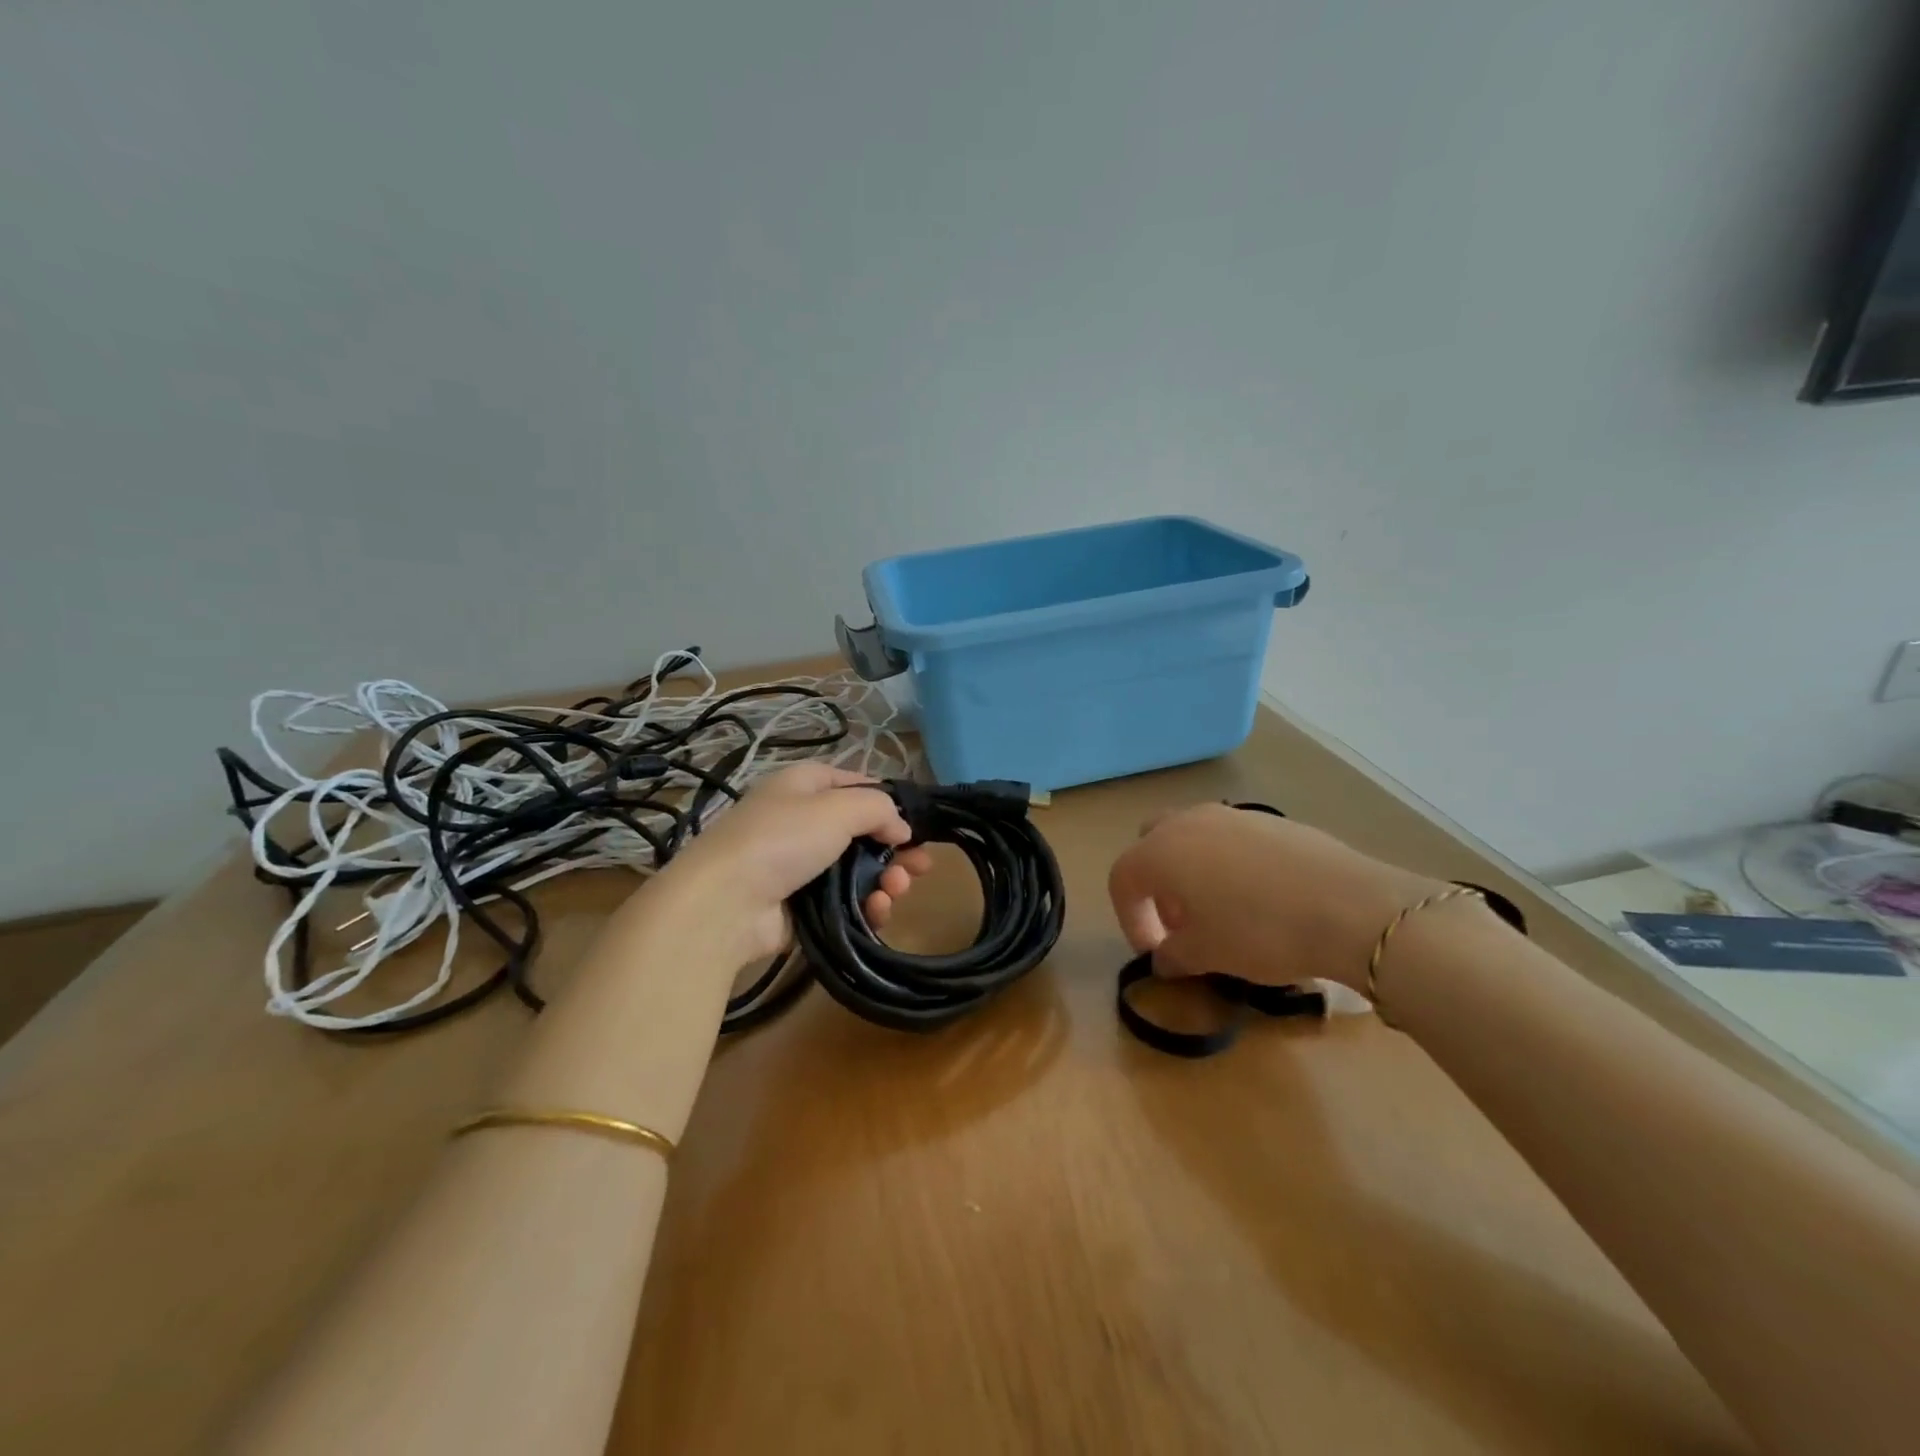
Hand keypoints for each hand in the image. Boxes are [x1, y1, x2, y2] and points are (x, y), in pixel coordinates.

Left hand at [654, 763, 934, 963]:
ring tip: (897, 890)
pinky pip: (845, 902)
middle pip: (863, 831)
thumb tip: (902, 829)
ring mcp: (801, 865)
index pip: (855, 783)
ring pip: (858, 869)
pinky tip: (879, 910)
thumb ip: (880, 809)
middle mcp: (802, 821)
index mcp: (804, 785)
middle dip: (895, 849)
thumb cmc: (783, 839)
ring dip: (886, 879)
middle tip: (921, 867)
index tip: (915, 823)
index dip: (887, 800)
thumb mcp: (838, 808)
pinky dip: (866, 905)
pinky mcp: (801, 905)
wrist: (725, 904)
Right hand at [1106, 803, 1442, 991]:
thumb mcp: (1208, 954)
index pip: (1123, 879)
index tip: (1154, 952)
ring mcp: (1231, 815)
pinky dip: (1228, 864)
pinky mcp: (1271, 820)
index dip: (1130, 918)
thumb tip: (1164, 959)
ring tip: (1220, 912)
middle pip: (1152, 844)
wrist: (1350, 907)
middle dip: (1156, 883)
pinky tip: (1260, 899)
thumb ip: (1174, 955)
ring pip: (1192, 838)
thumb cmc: (1260, 931)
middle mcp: (1188, 823)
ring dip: (1191, 872)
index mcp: (1160, 852)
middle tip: (1180, 923)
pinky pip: (1231, 839)